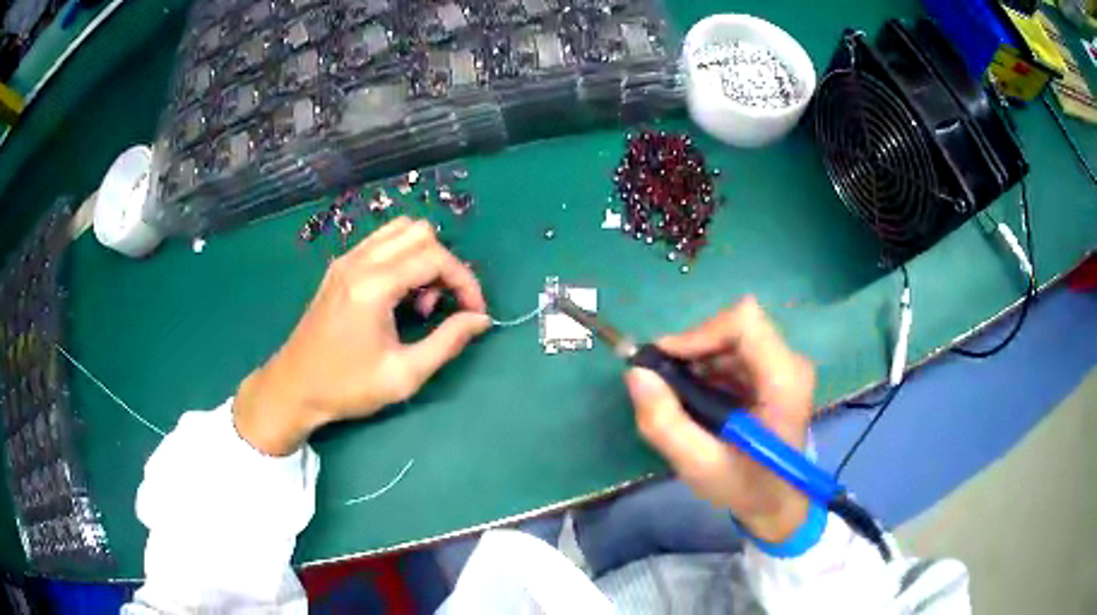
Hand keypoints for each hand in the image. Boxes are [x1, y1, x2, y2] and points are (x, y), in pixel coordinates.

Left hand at [234, 217, 490, 455]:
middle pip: (420, 233)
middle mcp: (359, 261)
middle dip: (445, 265)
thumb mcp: (404, 375)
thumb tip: (481, 319)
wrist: (294, 388)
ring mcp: (346, 260)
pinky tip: (399, 294)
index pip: (435, 258)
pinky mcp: (339, 267)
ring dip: (423, 257)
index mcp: (373, 285)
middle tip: (443, 307)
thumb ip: (447, 343)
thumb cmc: (347, 387)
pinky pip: (381, 242)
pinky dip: (402, 257)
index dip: (465, 281)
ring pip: (400, 230)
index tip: (475, 312)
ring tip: (421, 299)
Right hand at [625, 297, 815, 542]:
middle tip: (665, 382)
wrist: (777, 502)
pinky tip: (700, 399)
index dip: (700, 332)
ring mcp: (785, 366)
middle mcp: (790, 364)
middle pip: (735, 327)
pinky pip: (736, 351)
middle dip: (694, 349)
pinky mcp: (776, 372)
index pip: (744, 323)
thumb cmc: (745, 486)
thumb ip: (665, 423)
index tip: (665, 359)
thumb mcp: (698, 465)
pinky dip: (709, 368)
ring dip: (699, 360)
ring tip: (681, 397)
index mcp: (783, 382)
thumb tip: (636, 373)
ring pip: (732, 337)